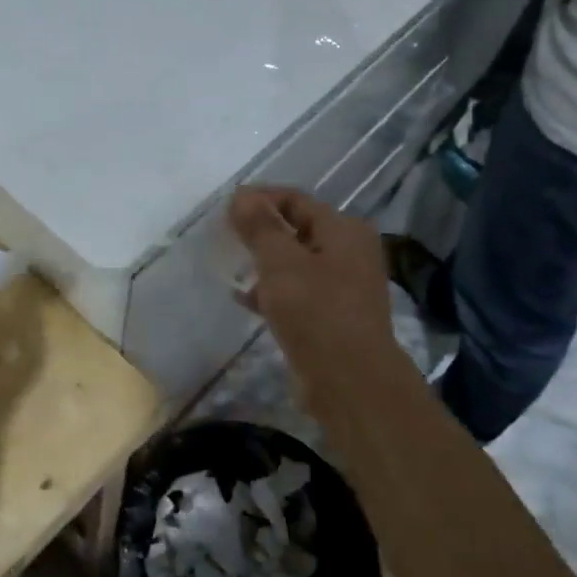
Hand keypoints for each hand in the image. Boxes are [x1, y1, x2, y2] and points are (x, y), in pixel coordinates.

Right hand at [228, 187, 399, 382]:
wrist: (350, 380)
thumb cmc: (316, 311)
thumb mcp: (280, 262)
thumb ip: (260, 226)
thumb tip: (242, 195)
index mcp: (344, 229)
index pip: (295, 199)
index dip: (259, 199)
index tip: (225, 209)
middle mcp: (350, 251)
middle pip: (298, 228)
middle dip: (262, 231)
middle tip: (227, 236)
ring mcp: (345, 285)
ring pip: (297, 262)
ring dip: (266, 262)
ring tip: (233, 266)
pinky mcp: (335, 315)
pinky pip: (299, 291)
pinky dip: (274, 290)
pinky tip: (245, 299)